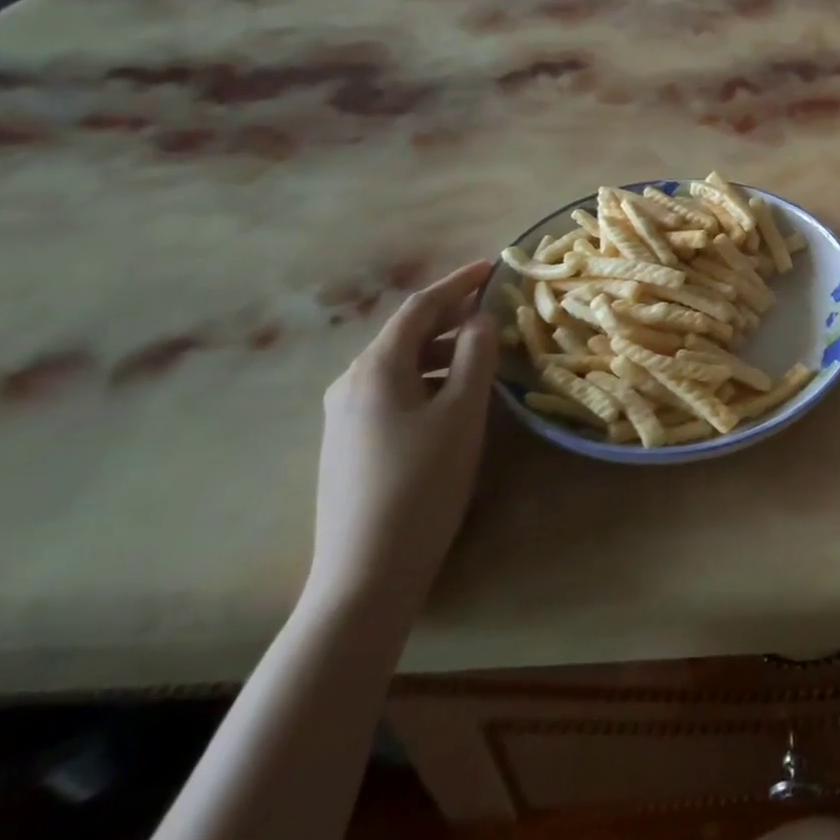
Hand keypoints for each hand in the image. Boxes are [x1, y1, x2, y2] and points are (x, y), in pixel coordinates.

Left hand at [307, 261, 499, 616]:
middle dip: (451, 315)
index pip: (419, 307)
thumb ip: (476, 356)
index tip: (492, 267)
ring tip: (484, 354)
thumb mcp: (462, 413)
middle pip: (406, 333)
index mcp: (375, 368)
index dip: (457, 283)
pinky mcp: (349, 443)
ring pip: (401, 364)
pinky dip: (428, 378)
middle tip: (495, 309)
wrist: (365, 572)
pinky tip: (453, 397)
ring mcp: (344, 416)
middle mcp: (351, 383)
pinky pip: (394, 391)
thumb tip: (479, 319)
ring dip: (442, 350)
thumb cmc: (422, 482)